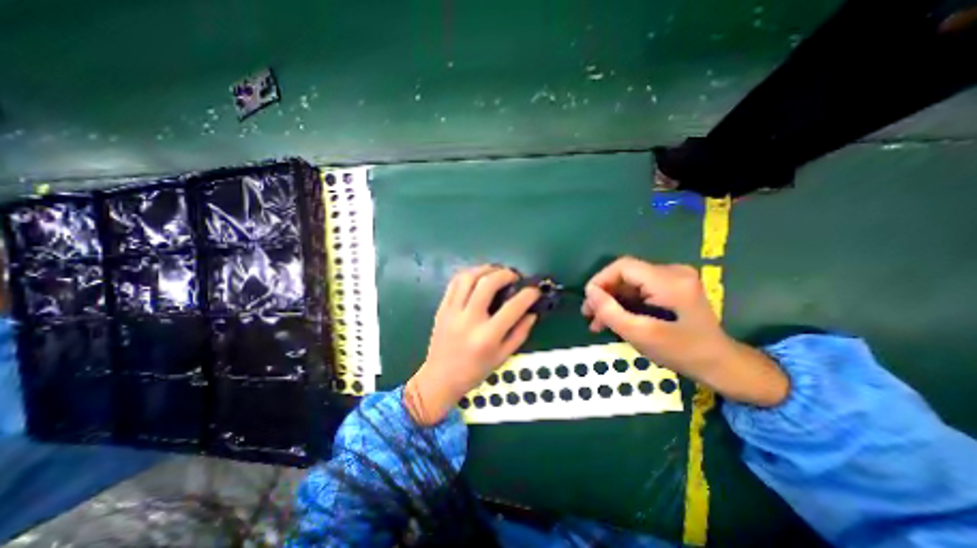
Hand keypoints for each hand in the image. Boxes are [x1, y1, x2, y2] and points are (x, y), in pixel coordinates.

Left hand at [404, 268, 541, 425]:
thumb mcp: (503, 357)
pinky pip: (454, 283)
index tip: (535, 290)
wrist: (440, 378)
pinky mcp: (442, 308)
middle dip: (505, 274)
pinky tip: (478, 277)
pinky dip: (469, 274)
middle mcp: (469, 320)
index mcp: (487, 336)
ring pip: (469, 277)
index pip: (513, 307)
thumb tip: (532, 312)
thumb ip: (520, 333)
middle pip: (488, 283)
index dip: (528, 294)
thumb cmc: (475, 371)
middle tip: (514, 276)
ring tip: (496, 272)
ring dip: (486, 269)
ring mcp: (452, 312)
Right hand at [583, 257, 787, 405]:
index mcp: (669, 281)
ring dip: (611, 300)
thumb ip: (611, 312)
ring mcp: (673, 279)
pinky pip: (638, 290)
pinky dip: (624, 303)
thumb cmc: (683, 353)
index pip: (623, 267)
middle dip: (604, 294)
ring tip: (596, 322)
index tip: (588, 301)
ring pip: (629, 283)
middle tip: (589, 315)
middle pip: (625, 275)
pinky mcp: (671, 287)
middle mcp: (672, 272)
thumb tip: (589, 292)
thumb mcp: (642, 335)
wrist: (720, 364)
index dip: (600, 280)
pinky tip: (613, 319)